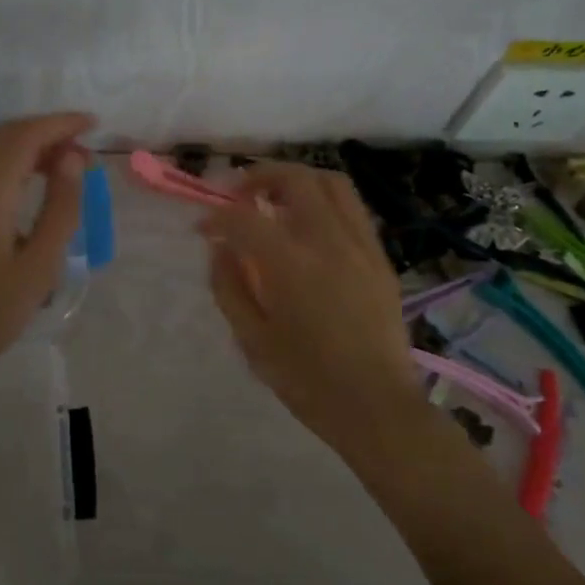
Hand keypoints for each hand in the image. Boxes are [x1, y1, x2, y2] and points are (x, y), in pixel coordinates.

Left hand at [0, 112, 94, 405]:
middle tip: (78, 154)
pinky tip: (11, 184)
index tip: (91, 124)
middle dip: (42, 134)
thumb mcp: (41, 264)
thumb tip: (73, 158)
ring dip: (17, 147)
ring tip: (52, 167)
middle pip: (1, 136)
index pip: (24, 136)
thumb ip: (61, 206)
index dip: (60, 124)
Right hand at [199, 163, 428, 458]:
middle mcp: (327, 242)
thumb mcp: (252, 339)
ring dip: (297, 180)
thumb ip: (229, 286)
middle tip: (238, 197)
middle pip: (294, 179)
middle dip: (258, 178)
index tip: (204, 228)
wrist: (376, 406)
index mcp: (290, 265)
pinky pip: (352, 208)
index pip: (244, 218)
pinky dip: (324, 201)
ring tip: (275, 200)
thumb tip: (220, 248)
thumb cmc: (306, 380)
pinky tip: (309, 226)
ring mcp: (360, 245)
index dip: (217, 216)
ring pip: (331, 183)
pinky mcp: (380, 257)